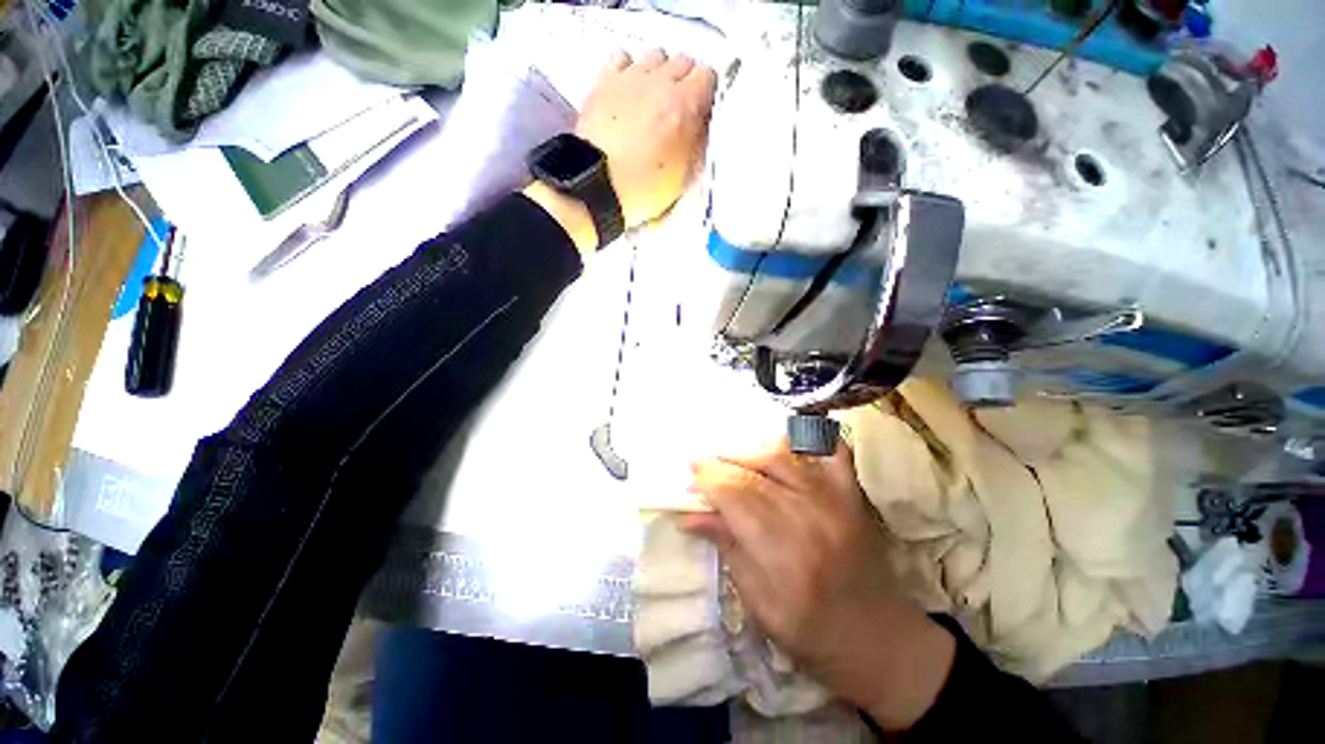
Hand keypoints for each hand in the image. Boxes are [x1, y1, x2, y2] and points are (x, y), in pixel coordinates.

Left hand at [578, 48, 716, 228]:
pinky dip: (628, 68)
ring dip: (658, 73)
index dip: (705, 94)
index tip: (700, 109)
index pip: (708, 76)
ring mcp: (632, 77)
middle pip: (682, 62)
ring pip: (654, 55)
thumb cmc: (644, 187)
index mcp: (687, 105)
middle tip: (677, 108)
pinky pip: (622, 57)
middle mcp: (661, 81)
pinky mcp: (605, 81)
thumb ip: (698, 143)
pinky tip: (627, 89)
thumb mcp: (685, 175)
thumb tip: (701, 127)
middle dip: (683, 82)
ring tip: (652, 99)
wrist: (600, 185)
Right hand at [682, 440, 955, 730]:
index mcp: (784, 554)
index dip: (708, 480)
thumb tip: (690, 516)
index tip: (690, 474)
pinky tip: (785, 439)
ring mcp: (836, 500)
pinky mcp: (852, 494)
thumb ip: (727, 550)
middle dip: (721, 463)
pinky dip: (808, 437)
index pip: (735, 497)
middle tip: (702, 464)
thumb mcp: (759, 605)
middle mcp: (810, 517)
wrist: (880, 639)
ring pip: (783, 455)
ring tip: (731, 456)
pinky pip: (830, 450)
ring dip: (750, 449)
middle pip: (754, 472)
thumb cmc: (813, 634)